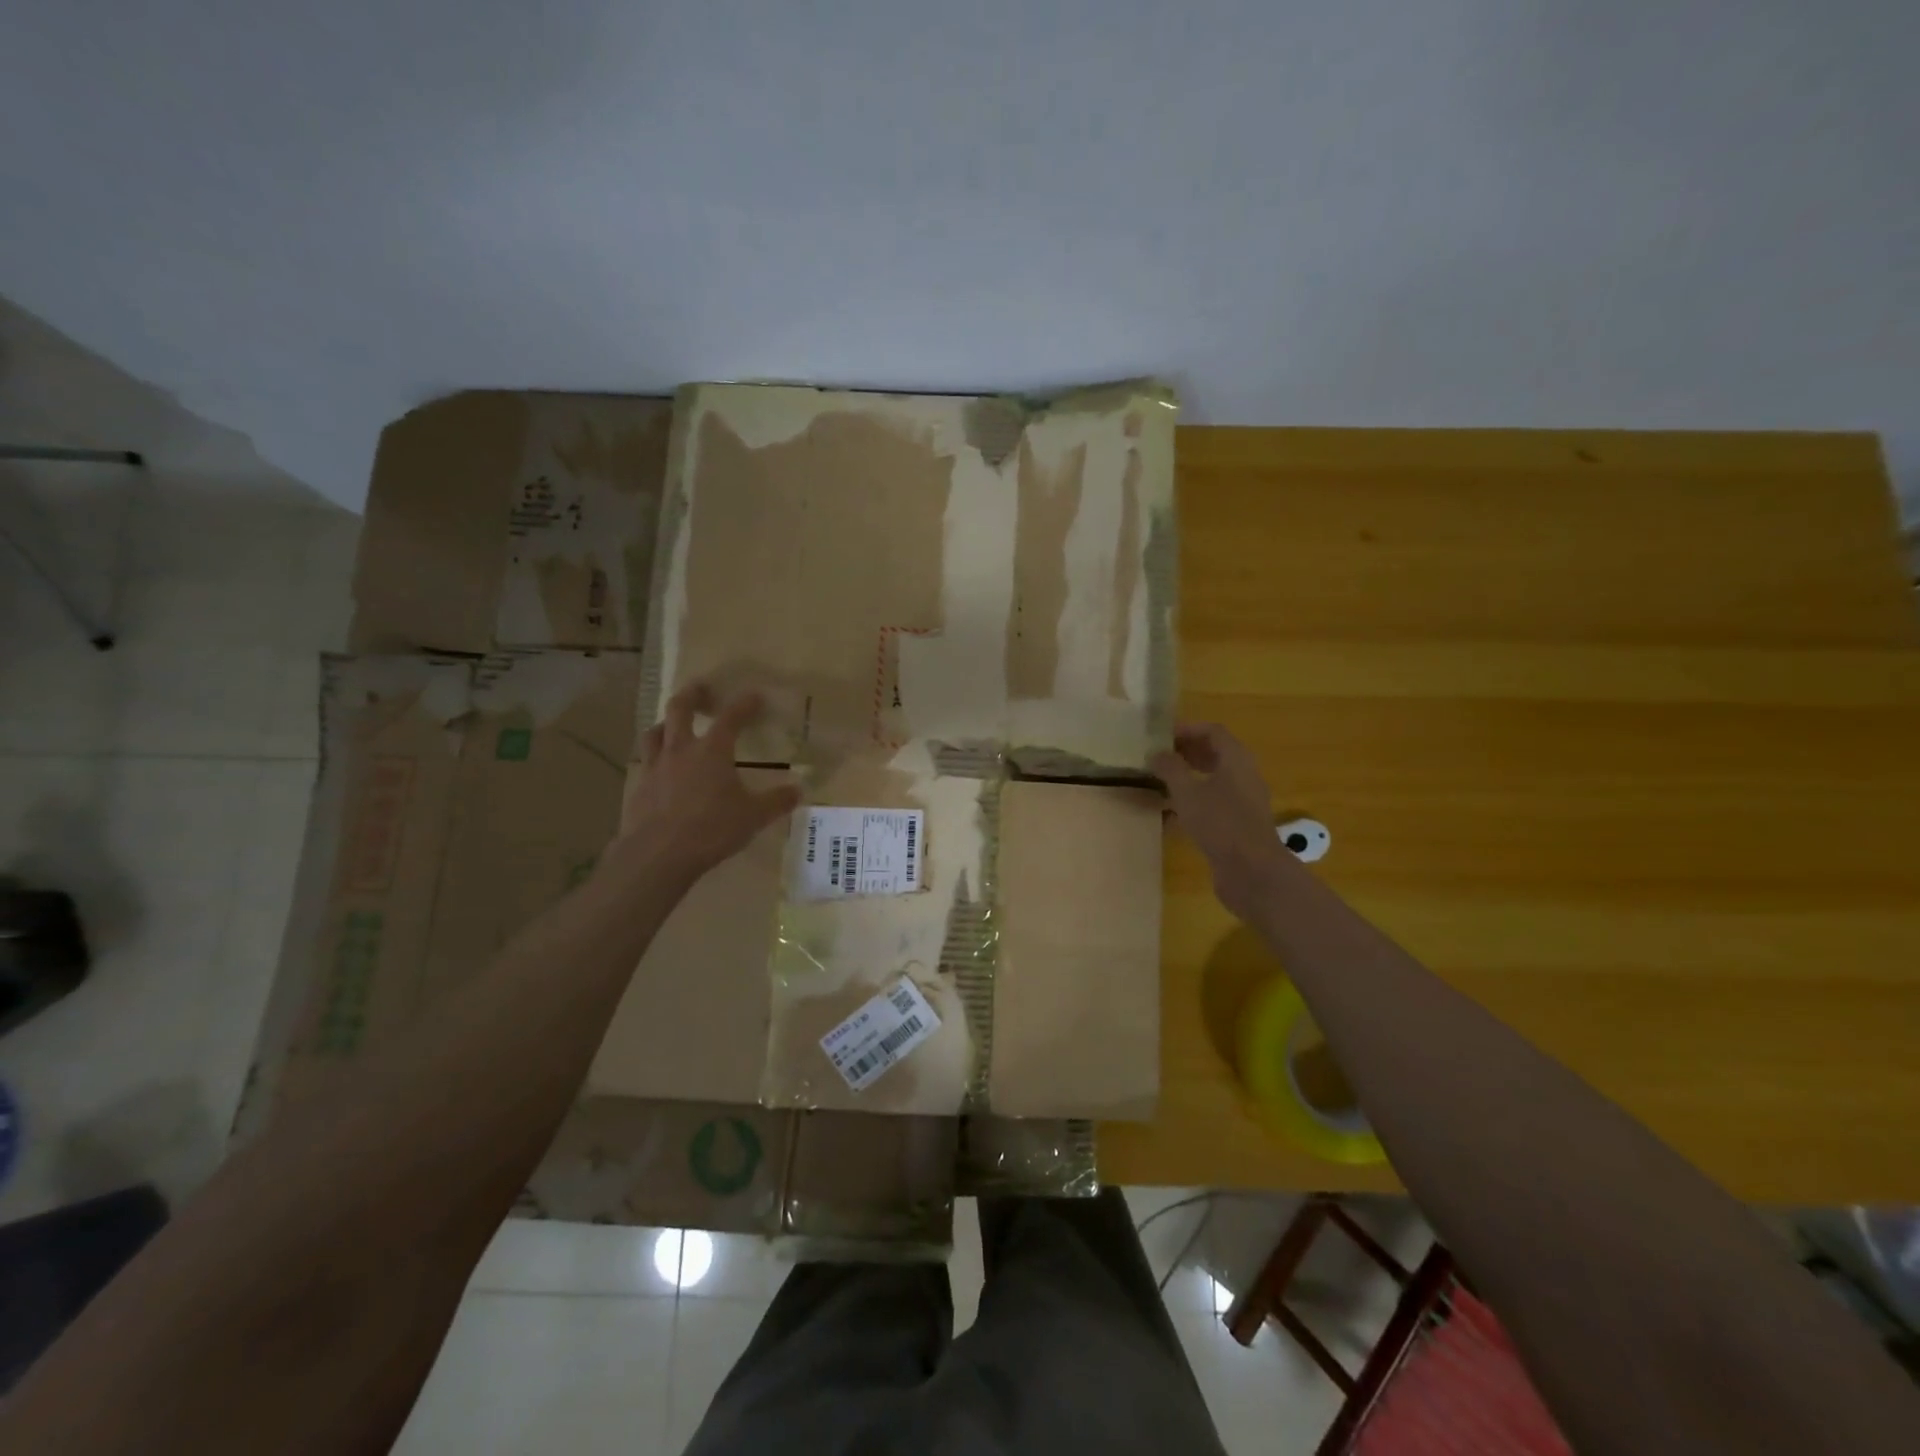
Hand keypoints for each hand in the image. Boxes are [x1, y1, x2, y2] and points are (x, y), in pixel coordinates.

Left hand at [619, 684, 801, 885]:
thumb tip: (799, 790)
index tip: (754, 695)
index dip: (744, 704)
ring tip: (672, 724)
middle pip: (680, 709)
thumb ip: (776, 801)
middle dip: (692, 695)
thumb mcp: (753, 816)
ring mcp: (655, 767)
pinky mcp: (638, 788)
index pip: (731, 717)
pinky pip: (645, 763)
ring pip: (655, 732)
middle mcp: (681, 750)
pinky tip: (661, 770)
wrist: (658, 855)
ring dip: (665, 723)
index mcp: (712, 751)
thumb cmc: (711, 829)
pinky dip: (654, 758)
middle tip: (700, 687)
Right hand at [1151, 722, 1292, 921]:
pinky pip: (1213, 804)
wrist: (1252, 872)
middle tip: (1158, 757)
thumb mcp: (1187, 792)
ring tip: (1160, 782)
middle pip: (1215, 754)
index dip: (1187, 729)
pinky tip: (1170, 814)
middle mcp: (1244, 776)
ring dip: (1188, 777)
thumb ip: (1170, 769)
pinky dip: (1193, 802)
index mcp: (1236, 760)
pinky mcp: (1238, 825)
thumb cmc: (1220, 823)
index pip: (1213, 731)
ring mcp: (1243, 802)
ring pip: (1214, 780)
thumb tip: (1156, 753)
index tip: (1161, 736)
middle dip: (1186, 752)